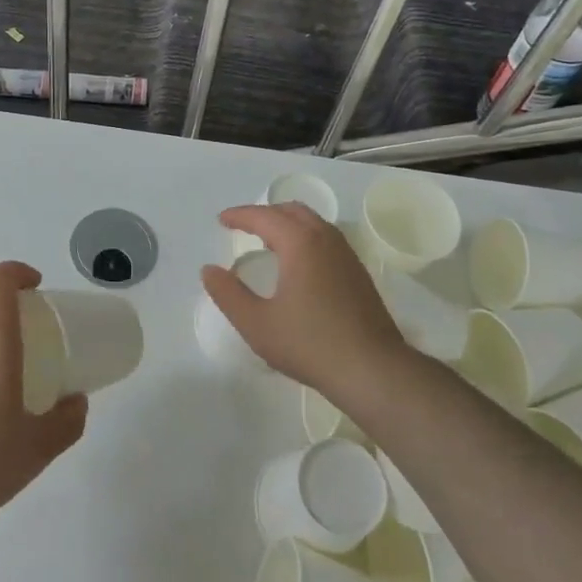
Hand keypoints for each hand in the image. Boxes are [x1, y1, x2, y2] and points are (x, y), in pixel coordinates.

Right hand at [200, 204, 407, 394]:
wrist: (372, 369)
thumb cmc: (309, 344)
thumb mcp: (257, 323)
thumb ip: (228, 294)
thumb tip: (209, 270)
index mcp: (300, 243)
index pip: (265, 217)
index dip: (240, 215)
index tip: (222, 220)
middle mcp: (325, 239)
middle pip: (292, 212)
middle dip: (265, 214)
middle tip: (244, 227)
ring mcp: (346, 255)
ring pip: (313, 224)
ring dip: (287, 224)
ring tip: (268, 242)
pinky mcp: (358, 273)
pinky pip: (326, 240)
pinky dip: (305, 238)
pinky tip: (298, 265)